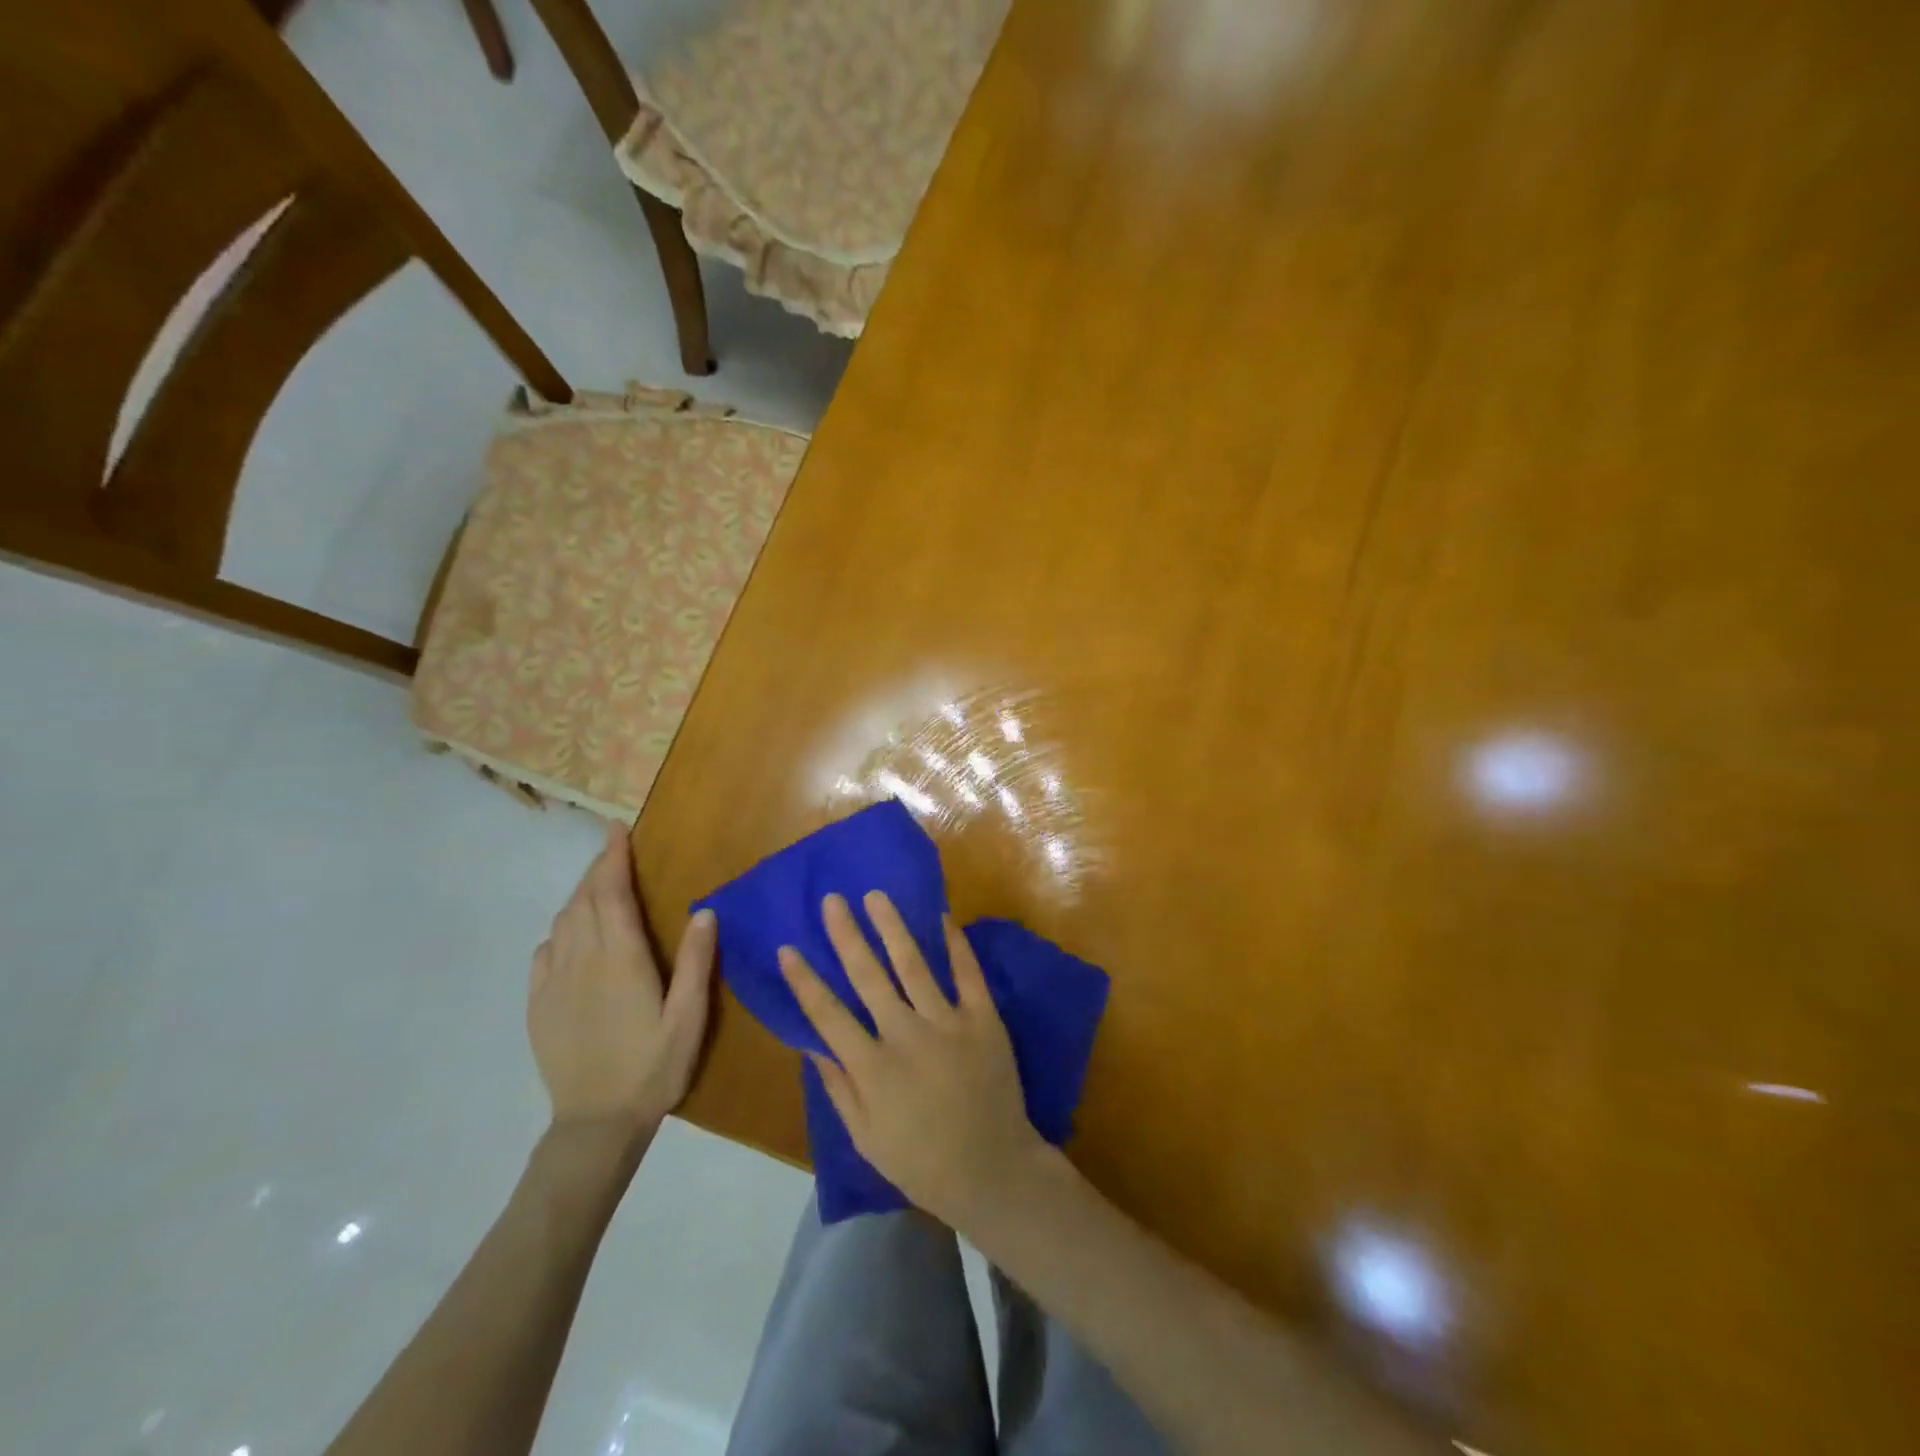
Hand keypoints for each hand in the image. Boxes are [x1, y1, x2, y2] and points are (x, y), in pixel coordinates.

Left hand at [529, 824, 715, 1138]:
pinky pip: (544, 952)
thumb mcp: (689, 1017)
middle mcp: (581, 961)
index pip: (611, 894)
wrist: (595, 1124)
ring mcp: (553, 983)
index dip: (612, 858)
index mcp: (620, 959)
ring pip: (562, 922)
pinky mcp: (538, 1005)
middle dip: (597, 870)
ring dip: (579, 896)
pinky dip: (559, 930)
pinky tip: (570, 935)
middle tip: (613, 851)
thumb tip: (704, 910)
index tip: (615, 829)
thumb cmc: (653, 1067)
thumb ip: (697, 962)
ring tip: (598, 887)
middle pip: (583, 901)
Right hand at [779, 892, 1047, 1231]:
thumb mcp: (866, 1138)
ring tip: (876, 896)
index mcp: (873, 1069)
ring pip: (914, 964)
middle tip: (832, 900)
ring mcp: (948, 1023)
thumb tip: (811, 1044)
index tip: (788, 948)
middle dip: (846, 935)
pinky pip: (968, 973)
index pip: (828, 1015)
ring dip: (892, 927)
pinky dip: (955, 944)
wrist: (993, 1169)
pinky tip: (942, 917)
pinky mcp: (984, 1019)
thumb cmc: (922, 1161)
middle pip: (868, 976)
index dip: (805, 981)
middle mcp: (907, 1036)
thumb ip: (838, 1088)